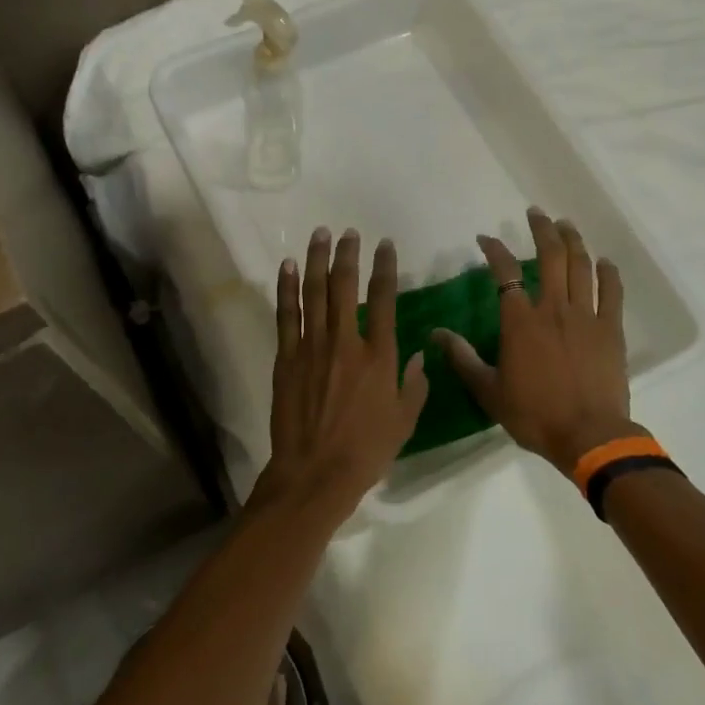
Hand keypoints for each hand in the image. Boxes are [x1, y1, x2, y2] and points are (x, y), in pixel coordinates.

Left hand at [256, 227, 429, 518]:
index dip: (385, 268)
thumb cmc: (366, 451)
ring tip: (320, 235)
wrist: (316, 472)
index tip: (385, 245)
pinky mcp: (286, 358)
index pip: (384, 299)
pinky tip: (288, 266)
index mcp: (378, 356)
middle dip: (348, 255)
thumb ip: (415, 384)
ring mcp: (312, 347)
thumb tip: (418, 355)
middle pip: (345, 286)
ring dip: (317, 260)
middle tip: (349, 232)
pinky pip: (286, 315)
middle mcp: (345, 342)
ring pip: (314, 293)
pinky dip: (287, 288)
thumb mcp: (404, 421)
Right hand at [434, 208, 635, 475]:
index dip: (494, 250)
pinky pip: (612, 293)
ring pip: (581, 266)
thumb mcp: (488, 391)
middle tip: (535, 213)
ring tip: (566, 224)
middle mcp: (554, 309)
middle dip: (541, 230)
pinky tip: (605, 261)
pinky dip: (609, 273)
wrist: (589, 436)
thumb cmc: (534, 414)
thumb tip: (436, 334)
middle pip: (550, 256)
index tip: (484, 239)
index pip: (505, 273)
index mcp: (521, 322)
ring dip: (573, 241)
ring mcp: (587, 316)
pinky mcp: (612, 330)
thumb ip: (463, 358)